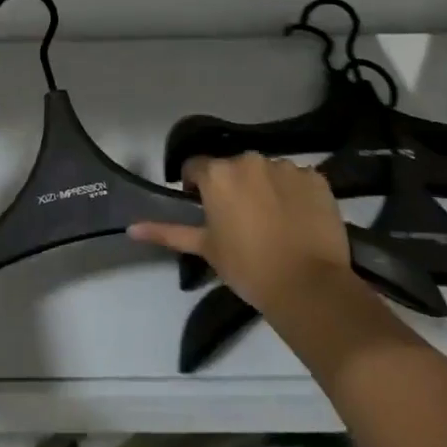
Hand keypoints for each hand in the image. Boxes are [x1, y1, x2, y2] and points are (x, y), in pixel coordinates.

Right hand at [129, 153, 350, 315]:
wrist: (308, 286)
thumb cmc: (247, 267)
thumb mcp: (205, 248)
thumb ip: (167, 232)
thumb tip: (131, 228)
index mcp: (217, 174)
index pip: (196, 168)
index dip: (196, 187)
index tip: (205, 210)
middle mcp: (249, 160)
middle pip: (233, 167)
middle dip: (233, 186)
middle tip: (240, 219)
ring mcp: (286, 166)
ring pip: (266, 171)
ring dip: (264, 187)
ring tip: (273, 221)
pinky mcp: (316, 178)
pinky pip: (298, 180)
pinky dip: (294, 194)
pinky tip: (298, 219)